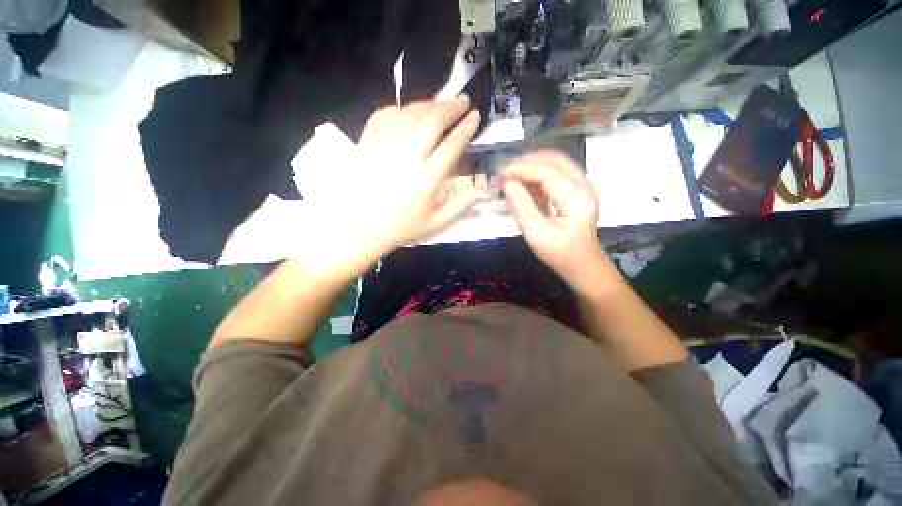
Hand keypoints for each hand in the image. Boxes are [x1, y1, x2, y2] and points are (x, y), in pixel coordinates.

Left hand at [298, 97, 488, 271]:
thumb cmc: (400, 226)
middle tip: (463, 101)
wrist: (358, 226)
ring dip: (430, 104)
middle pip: (432, 122)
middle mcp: (407, 158)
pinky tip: (411, 111)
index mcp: (426, 180)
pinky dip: (402, 109)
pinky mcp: (367, 141)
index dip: (465, 129)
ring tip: (442, 103)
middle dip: (451, 108)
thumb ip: (461, 204)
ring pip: (411, 114)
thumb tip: (486, 192)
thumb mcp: (435, 222)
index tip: (475, 116)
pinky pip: (386, 114)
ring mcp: (385, 146)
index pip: (451, 146)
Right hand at [502, 151, 610, 292]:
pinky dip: (538, 175)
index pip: (547, 173)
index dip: (521, 169)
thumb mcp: (537, 235)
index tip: (500, 173)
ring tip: (510, 177)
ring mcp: (583, 186)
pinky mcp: (578, 190)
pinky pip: (557, 173)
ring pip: (556, 164)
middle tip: (504, 172)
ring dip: (532, 166)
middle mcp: (584, 186)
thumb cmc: (560, 254)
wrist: (582, 264)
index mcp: (577, 199)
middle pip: (554, 160)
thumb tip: (507, 183)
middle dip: (526, 162)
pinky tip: (524, 185)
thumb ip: (522, 207)